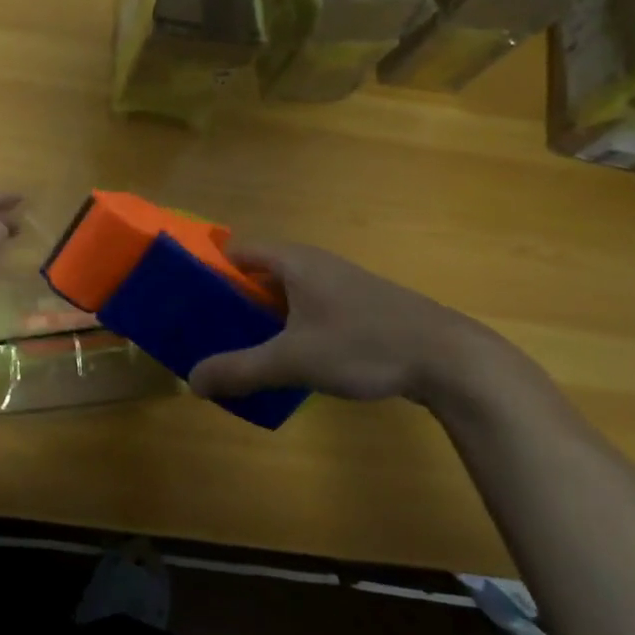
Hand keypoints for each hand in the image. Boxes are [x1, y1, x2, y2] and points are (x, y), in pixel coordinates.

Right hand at [188, 242, 502, 407]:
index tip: (185, 298)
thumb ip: (239, 370)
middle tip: (203, 331)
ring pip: (284, 296)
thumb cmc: (363, 344)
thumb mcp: (292, 360)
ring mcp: (339, 286)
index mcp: (294, 261)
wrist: (448, 359)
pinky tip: (283, 361)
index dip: (208, 270)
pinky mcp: (359, 309)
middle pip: (258, 274)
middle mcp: (314, 265)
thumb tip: (192, 382)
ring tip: (235, 349)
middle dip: (230, 301)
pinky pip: (307, 311)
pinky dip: (287, 329)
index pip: (236, 251)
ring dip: (259, 318)